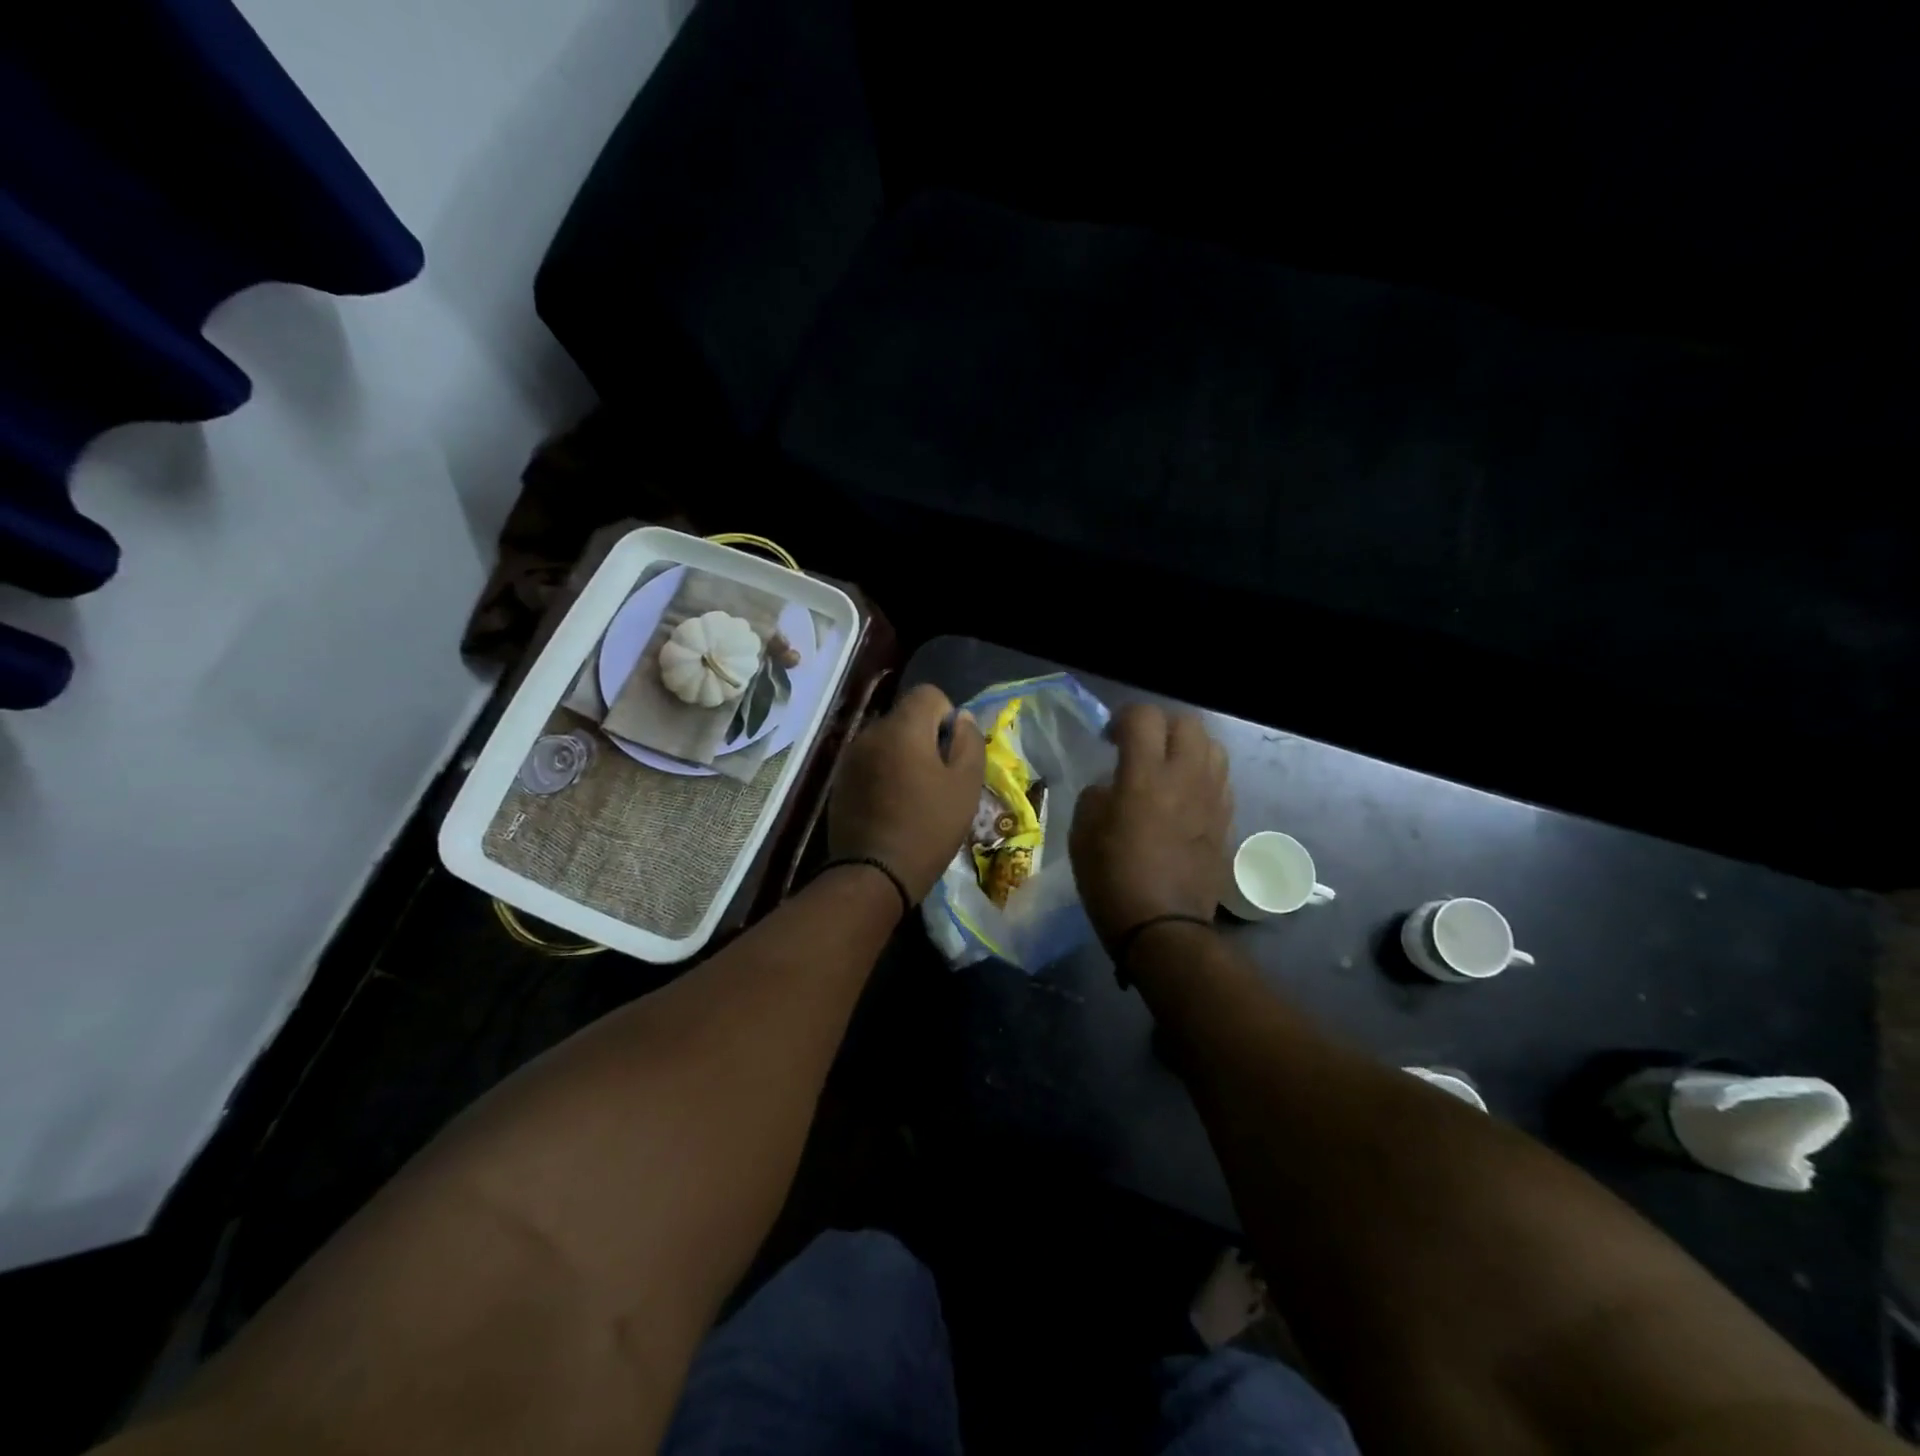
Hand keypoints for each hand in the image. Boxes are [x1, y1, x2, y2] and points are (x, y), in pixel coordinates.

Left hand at [829, 684, 985, 903]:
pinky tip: (891, 807)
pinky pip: (869, 762)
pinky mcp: (839, 781)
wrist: (874, 874)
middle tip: (938, 778)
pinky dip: (883, 773)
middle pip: (905, 717)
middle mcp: (871, 733)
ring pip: (886, 741)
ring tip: (914, 795)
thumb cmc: (928, 827)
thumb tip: (961, 718)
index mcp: (903, 728)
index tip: (951, 752)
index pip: (928, 694)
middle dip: (924, 738)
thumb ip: (969, 742)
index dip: (946, 716)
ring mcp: (850, 757)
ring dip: (903, 756)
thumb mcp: (965, 786)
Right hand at [1069, 704, 1232, 943]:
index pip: (1143, 717)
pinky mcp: (1227, 821)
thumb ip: (1097, 794)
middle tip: (1140, 746)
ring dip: (1187, 747)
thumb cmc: (1112, 879)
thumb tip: (1113, 786)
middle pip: (1187, 722)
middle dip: (1160, 725)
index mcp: (1145, 775)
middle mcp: (1186, 777)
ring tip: (1167, 767)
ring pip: (1212, 746)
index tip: (1109, 738)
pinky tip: (1185, 796)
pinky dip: (1202, 775)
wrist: (1163, 928)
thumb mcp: (1082, 832)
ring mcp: (1212, 798)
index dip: (1123, 717)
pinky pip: (1221, 779)